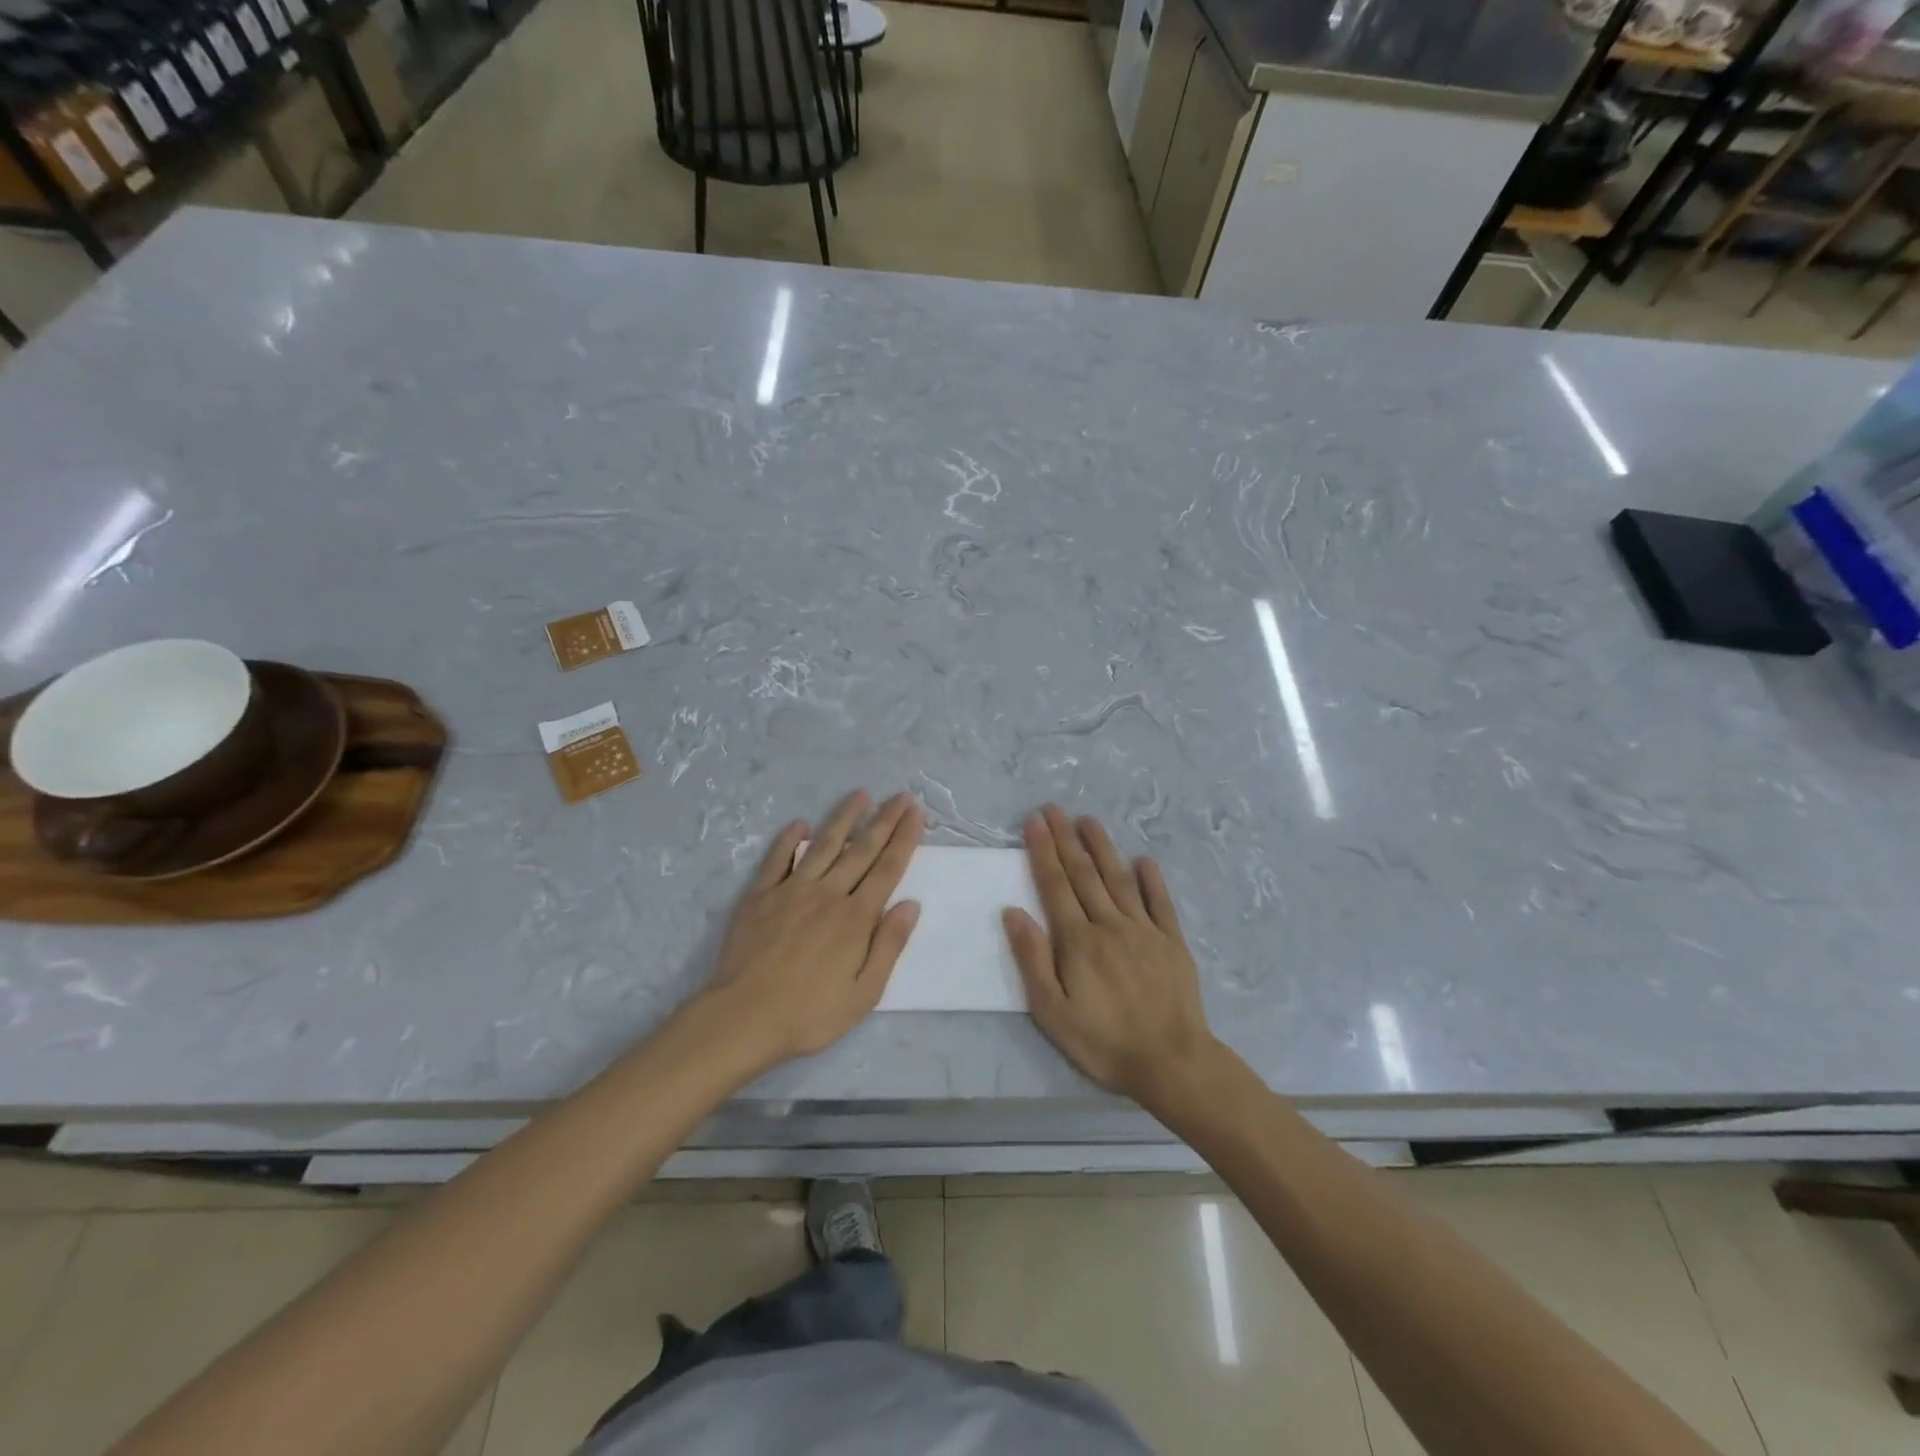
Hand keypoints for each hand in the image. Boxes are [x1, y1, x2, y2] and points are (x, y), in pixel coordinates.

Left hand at [705, 790, 923, 1065]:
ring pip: (823, 845)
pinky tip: (799, 824)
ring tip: (860, 795)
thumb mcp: (864, 993)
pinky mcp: (760, 896)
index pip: (887, 869)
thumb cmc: (809, 1013)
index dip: (904, 839)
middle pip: (861, 849)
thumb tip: (910, 904)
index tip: (915, 814)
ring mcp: (791, 891)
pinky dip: (789, 840)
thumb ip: (889, 945)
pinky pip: (777, 859)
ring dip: (843, 818)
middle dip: (884, 820)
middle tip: (900, 796)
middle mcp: (828, 894)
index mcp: (856, 918)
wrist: (742, 1017)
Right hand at [1003, 805, 1218, 1110]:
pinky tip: (1144, 860)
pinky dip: (1151, 879)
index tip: (1035, 822)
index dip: (1043, 852)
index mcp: (1078, 941)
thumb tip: (1013, 912)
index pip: (1056, 885)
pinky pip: (1160, 902)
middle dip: (1066, 839)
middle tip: (1054, 809)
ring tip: (1089, 820)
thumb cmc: (1103, 1042)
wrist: (1171, 1062)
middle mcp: (1110, 924)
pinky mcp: (1172, 942)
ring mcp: (1144, 930)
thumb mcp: (1052, 1010)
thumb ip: (1032, 958)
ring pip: (1119, 879)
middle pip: (1084, 874)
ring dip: (1103, 848)